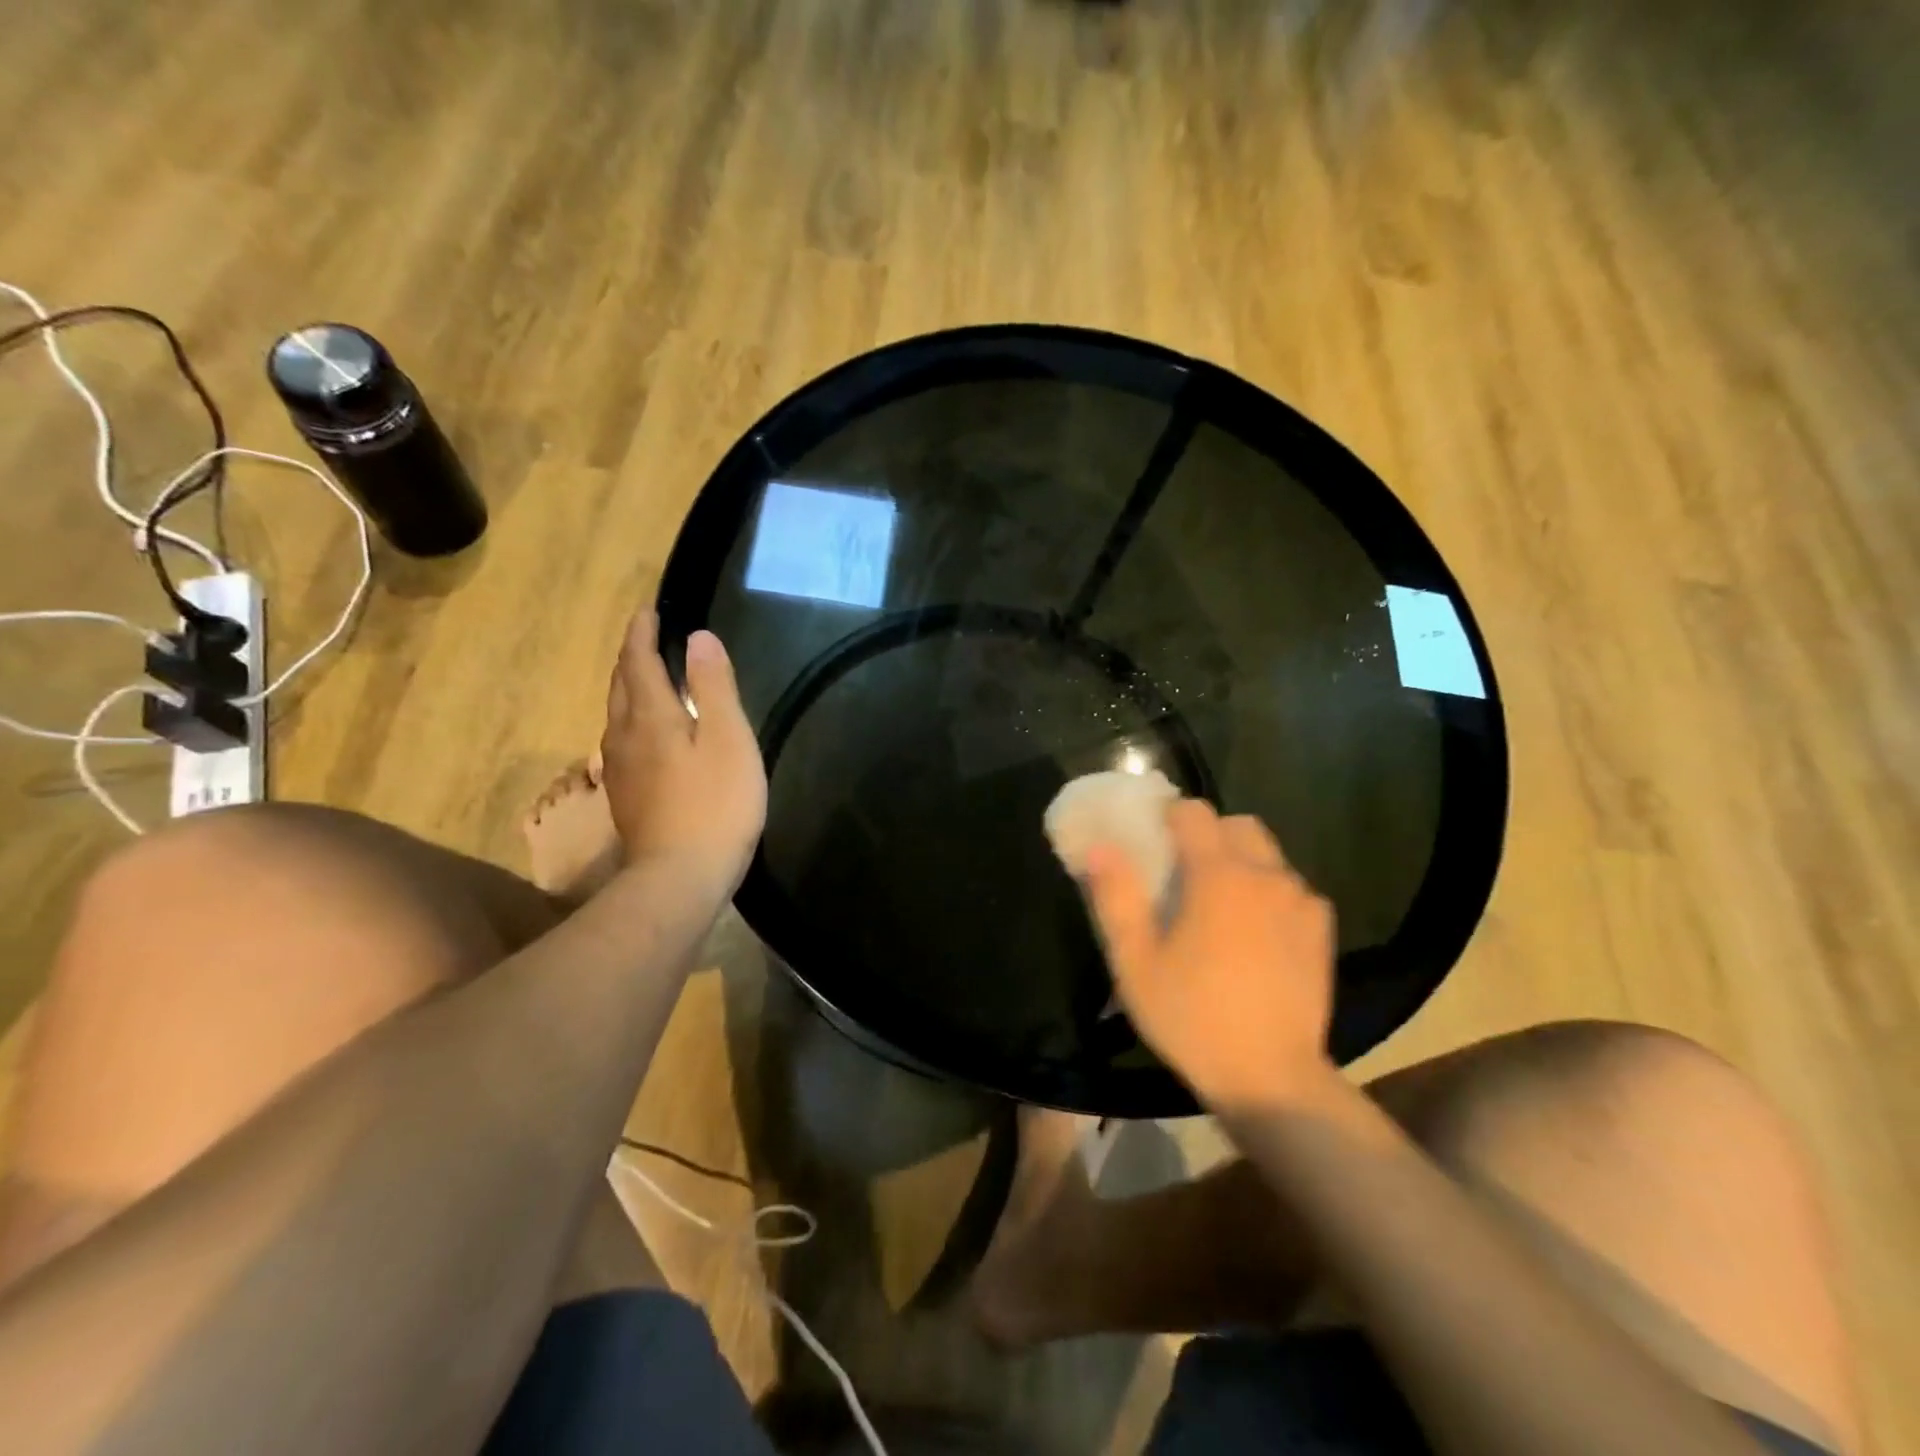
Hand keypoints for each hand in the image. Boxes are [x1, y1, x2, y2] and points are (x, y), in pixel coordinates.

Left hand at [600, 610, 766, 894]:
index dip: (641, 634)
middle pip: (620, 686)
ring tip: (645, 678)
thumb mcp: (728, 739)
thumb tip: (699, 638)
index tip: (647, 610)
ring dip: (628, 688)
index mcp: (650, 716)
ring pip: (617, 715)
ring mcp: (621, 770)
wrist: (680, 878)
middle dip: (631, 657)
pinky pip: (622, 741)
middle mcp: (624, 736)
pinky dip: (632, 720)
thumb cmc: (715, 804)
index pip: (638, 662)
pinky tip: (645, 734)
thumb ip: (713, 687)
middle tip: (645, 638)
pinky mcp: (627, 797)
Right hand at [1084, 800, 1335, 1107]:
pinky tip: (1256, 932)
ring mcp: (1301, 901)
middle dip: (1209, 834)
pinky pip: (1292, 888)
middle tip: (1183, 872)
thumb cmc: (1192, 1017)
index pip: (1194, 812)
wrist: (1271, 1079)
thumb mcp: (1135, 962)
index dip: (1169, 816)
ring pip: (1268, 855)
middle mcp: (1265, 875)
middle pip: (1238, 824)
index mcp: (1217, 875)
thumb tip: (1100, 848)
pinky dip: (1270, 892)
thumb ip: (1116, 898)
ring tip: (1220, 905)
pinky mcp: (1321, 930)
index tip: (1153, 840)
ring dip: (1241, 862)